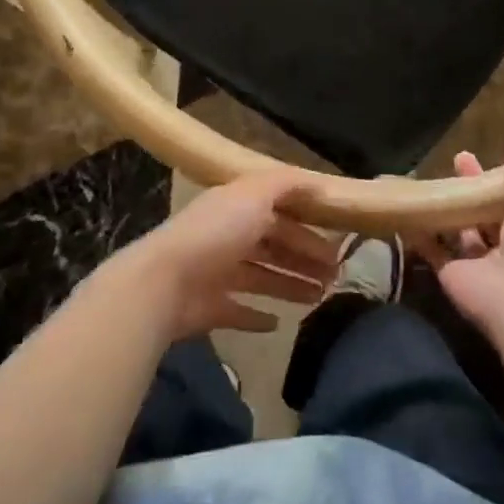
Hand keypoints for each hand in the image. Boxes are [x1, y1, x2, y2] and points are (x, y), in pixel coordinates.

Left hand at [121, 168, 341, 340]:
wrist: (165, 281)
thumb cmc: (216, 233)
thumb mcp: (255, 194)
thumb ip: (286, 184)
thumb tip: (318, 180)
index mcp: (238, 208)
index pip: (280, 214)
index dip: (308, 226)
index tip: (337, 242)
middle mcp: (227, 236)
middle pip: (274, 246)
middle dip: (305, 258)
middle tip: (336, 275)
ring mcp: (217, 273)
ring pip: (262, 277)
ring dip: (290, 285)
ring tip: (319, 298)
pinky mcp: (209, 307)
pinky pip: (238, 311)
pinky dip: (257, 317)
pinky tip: (277, 323)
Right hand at [417, 147, 503, 344]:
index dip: (494, 176)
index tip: (479, 156)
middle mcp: (502, 243)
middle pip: (481, 210)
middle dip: (468, 187)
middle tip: (454, 160)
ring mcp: (475, 260)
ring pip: (456, 228)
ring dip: (444, 207)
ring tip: (426, 179)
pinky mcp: (450, 272)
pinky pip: (432, 249)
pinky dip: (420, 233)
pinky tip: (407, 209)